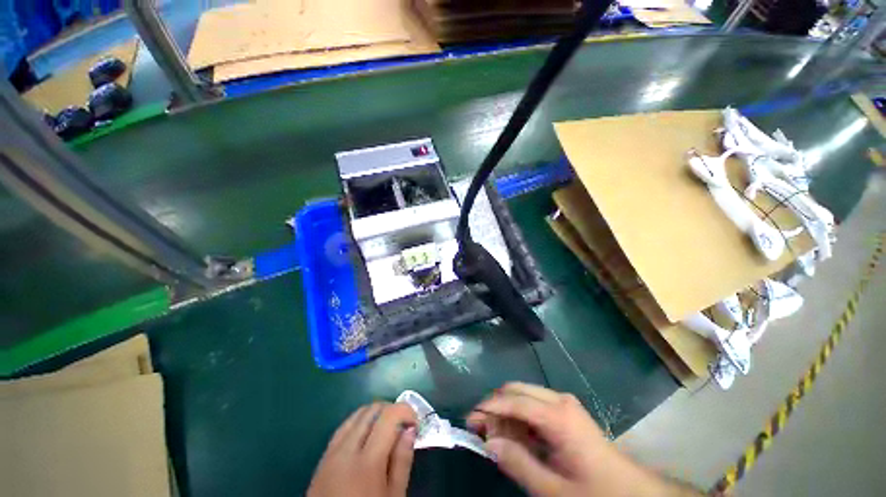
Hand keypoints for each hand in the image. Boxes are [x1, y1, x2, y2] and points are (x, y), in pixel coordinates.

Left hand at [308, 402, 417, 496]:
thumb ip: (402, 461)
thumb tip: (410, 429)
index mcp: (367, 463)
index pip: (388, 416)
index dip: (406, 410)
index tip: (415, 422)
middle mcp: (346, 450)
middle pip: (372, 410)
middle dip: (392, 410)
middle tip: (403, 426)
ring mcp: (331, 452)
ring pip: (356, 415)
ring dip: (375, 414)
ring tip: (387, 430)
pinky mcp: (322, 458)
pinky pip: (343, 427)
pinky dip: (359, 423)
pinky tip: (367, 436)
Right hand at [467, 383, 700, 496]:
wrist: (634, 493)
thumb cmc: (595, 493)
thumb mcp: (553, 490)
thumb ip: (518, 464)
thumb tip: (489, 442)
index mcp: (556, 415)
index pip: (512, 400)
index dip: (488, 408)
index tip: (469, 421)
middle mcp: (557, 400)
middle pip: (515, 390)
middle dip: (495, 405)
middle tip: (481, 429)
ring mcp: (563, 403)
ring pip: (523, 395)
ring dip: (506, 411)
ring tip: (495, 435)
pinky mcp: (566, 411)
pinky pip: (534, 405)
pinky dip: (519, 416)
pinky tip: (515, 435)